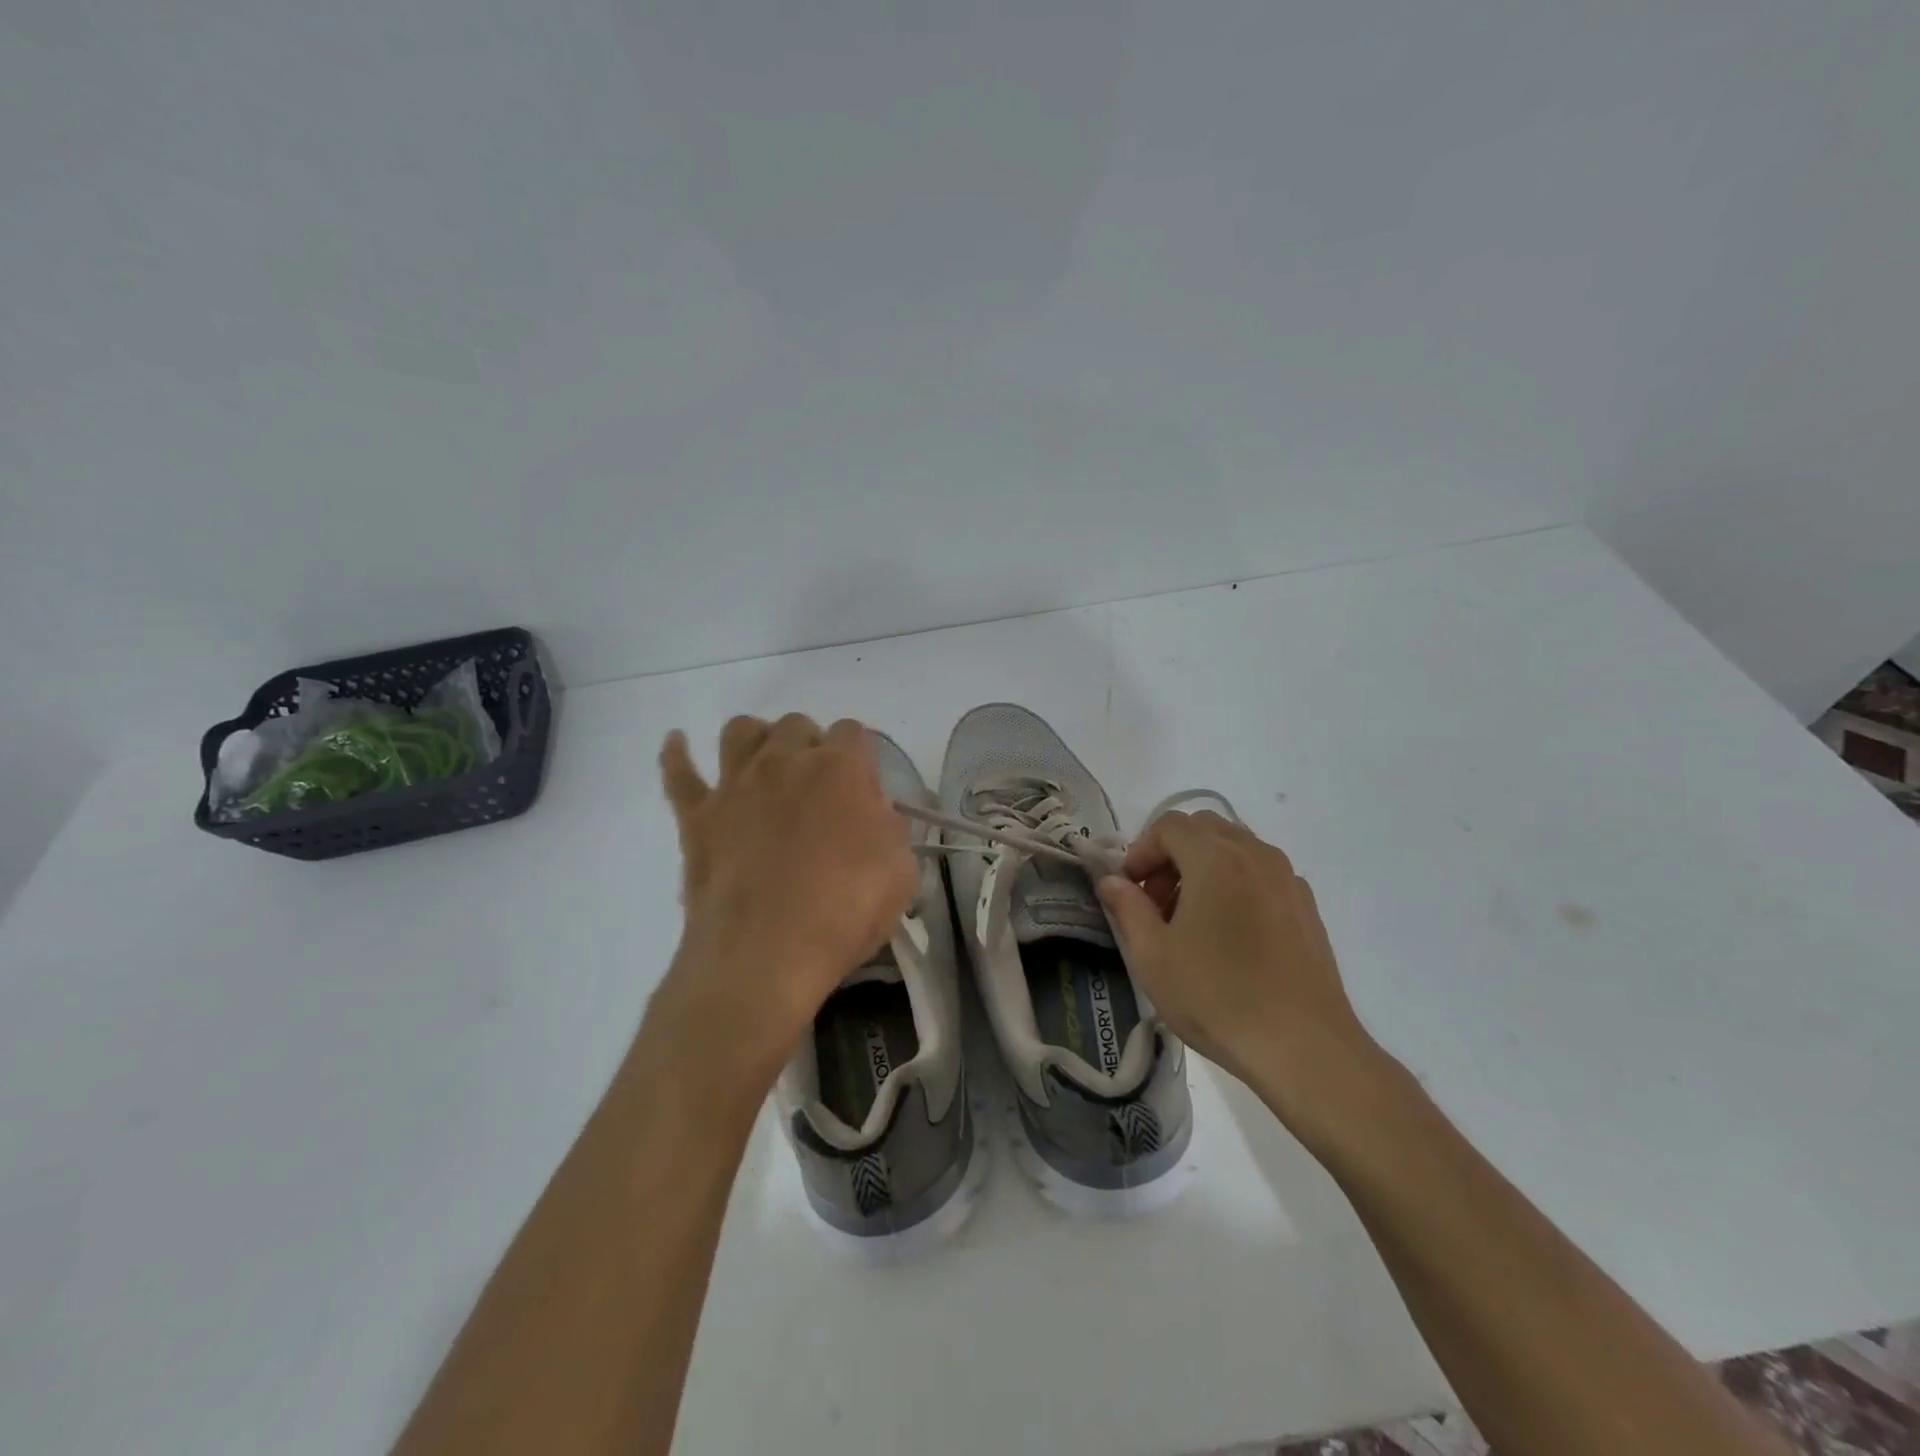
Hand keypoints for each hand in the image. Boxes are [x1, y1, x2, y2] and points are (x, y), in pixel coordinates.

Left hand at [647, 714, 916, 1104]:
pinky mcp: (697, 815)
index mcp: (839, 769)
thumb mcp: (901, 871)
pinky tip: (679, 743)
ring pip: (740, 731)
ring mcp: (735, 785)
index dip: (859, 756)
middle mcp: (785, 761)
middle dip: (810, 744)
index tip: (862, 791)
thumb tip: (872, 814)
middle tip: (817, 787)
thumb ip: (889, 828)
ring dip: (757, 739)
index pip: (852, 732)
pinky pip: (679, 772)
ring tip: (766, 764)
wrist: (765, 954)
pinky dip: (677, 754)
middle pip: (796, 725)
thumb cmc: (844, 912)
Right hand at [1097, 811, 1381, 1119]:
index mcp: (1215, 858)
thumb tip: (1112, 881)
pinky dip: (1236, 884)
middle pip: (1204, 829)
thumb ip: (1127, 908)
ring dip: (1203, 868)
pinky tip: (1229, 935)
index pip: (1168, 825)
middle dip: (1172, 855)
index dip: (1141, 850)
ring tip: (1191, 920)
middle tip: (1156, 901)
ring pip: (1235, 849)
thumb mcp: (1152, 956)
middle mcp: (1255, 855)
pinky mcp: (1307, 907)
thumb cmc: (1217, 997)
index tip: (1130, 889)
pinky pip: (1261, 875)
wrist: (1303, 1047)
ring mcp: (1287, 879)